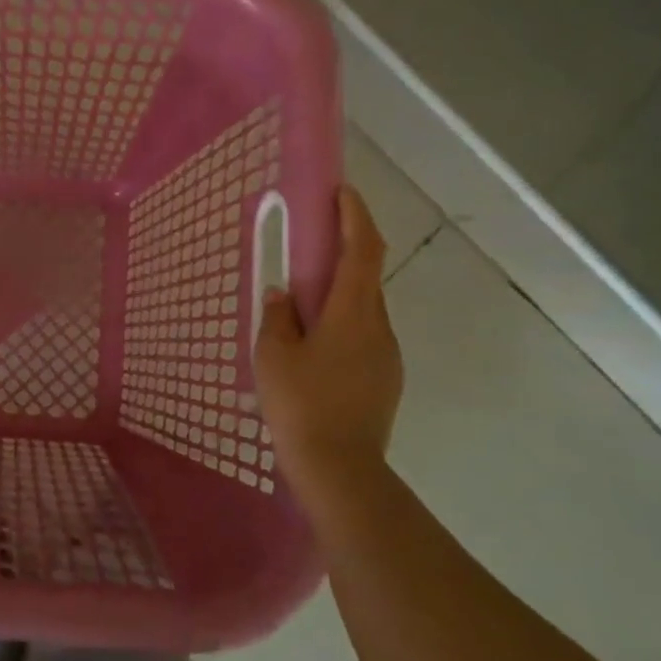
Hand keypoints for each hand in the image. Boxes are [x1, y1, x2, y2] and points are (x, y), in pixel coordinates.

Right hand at [254, 187, 403, 517]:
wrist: (339, 468)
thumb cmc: (301, 404)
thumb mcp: (273, 355)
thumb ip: (277, 316)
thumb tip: (284, 294)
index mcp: (352, 313)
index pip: (362, 250)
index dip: (355, 217)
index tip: (342, 192)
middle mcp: (378, 326)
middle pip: (367, 277)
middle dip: (345, 253)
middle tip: (311, 247)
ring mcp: (387, 355)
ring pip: (365, 310)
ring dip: (341, 294)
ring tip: (304, 307)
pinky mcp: (385, 379)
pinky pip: (365, 337)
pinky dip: (343, 324)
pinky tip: (316, 348)